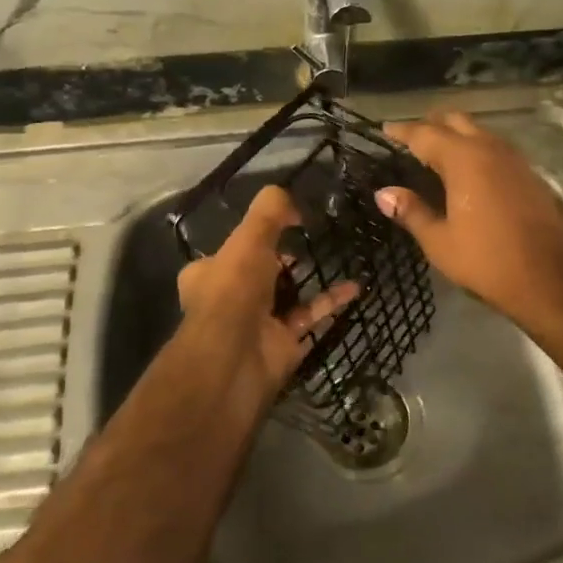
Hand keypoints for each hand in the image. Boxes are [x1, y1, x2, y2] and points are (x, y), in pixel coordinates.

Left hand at [175, 184, 358, 398]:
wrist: (234, 360)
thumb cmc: (233, 291)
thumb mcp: (249, 238)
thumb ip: (270, 211)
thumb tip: (293, 202)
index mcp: (208, 273)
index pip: (231, 250)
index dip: (254, 237)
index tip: (284, 225)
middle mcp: (229, 299)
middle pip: (261, 273)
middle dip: (284, 260)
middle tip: (311, 241)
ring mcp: (257, 324)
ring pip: (287, 296)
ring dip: (310, 279)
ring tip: (337, 257)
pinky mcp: (283, 344)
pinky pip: (310, 317)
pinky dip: (330, 302)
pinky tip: (354, 287)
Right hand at [375, 112, 562, 324]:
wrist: (552, 279)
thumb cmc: (487, 261)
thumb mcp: (440, 241)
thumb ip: (411, 211)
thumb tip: (384, 193)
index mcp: (463, 159)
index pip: (425, 134)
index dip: (402, 131)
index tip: (385, 130)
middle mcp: (490, 149)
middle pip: (456, 122)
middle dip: (431, 124)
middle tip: (411, 137)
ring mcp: (515, 160)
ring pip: (480, 132)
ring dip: (457, 135)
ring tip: (437, 151)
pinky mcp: (531, 175)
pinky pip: (497, 149)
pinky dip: (477, 149)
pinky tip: (470, 170)